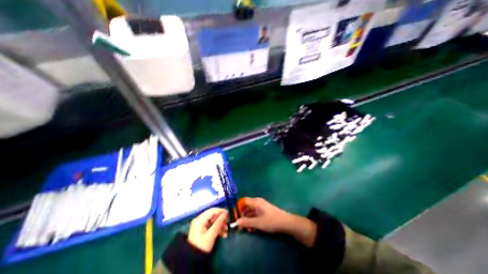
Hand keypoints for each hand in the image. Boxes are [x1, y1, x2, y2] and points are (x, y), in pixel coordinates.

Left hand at [189, 208, 230, 251]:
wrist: (192, 260)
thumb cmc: (201, 246)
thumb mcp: (211, 235)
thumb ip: (219, 223)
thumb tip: (226, 214)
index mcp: (200, 219)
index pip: (212, 211)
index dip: (221, 211)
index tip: (229, 214)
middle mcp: (200, 220)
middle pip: (213, 216)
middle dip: (221, 220)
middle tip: (228, 223)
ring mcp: (201, 225)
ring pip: (213, 221)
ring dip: (220, 225)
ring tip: (226, 231)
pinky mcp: (202, 231)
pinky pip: (212, 226)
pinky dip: (217, 229)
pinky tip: (223, 234)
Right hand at [235, 197, 290, 232]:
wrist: (286, 223)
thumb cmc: (271, 221)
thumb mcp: (257, 223)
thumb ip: (246, 222)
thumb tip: (236, 222)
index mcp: (255, 202)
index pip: (243, 201)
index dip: (238, 208)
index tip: (235, 218)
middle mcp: (257, 202)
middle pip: (246, 207)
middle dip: (243, 217)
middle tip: (241, 227)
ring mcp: (261, 207)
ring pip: (250, 212)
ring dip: (248, 220)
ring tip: (248, 230)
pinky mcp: (264, 211)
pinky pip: (255, 214)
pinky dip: (253, 220)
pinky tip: (253, 229)